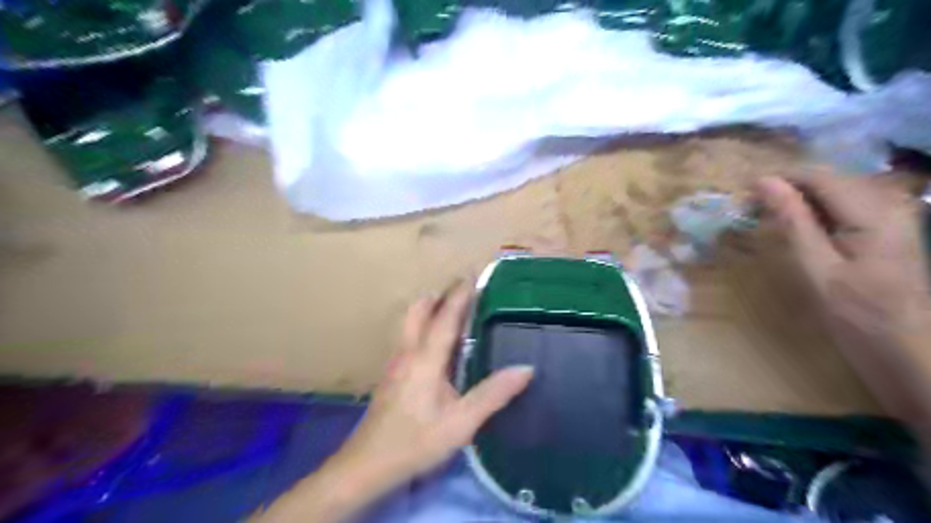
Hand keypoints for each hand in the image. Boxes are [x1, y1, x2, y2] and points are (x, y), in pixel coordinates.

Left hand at [339, 281, 534, 488]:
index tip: (473, 274)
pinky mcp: (392, 374)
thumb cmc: (416, 442)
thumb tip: (525, 368)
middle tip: (463, 289)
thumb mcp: (461, 423)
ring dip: (430, 308)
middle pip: (419, 310)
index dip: (460, 294)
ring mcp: (396, 362)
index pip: (445, 317)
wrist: (367, 465)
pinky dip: (424, 325)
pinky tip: (436, 343)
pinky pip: (409, 336)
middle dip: (440, 294)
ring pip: (411, 321)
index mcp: (426, 358)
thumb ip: (493, 394)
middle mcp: (408, 352)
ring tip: (452, 308)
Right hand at [755, 173, 930, 423]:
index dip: (778, 179)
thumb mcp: (818, 269)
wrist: (912, 354)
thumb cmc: (860, 317)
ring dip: (799, 200)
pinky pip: (845, 207)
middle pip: (829, 180)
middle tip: (751, 210)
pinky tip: (798, 229)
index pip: (819, 176)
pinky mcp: (889, 230)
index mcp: (873, 212)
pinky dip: (816, 212)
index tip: (742, 193)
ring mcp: (893, 216)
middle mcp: (889, 204)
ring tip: (768, 218)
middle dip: (788, 189)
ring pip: (835, 192)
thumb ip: (793, 221)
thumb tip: (764, 183)